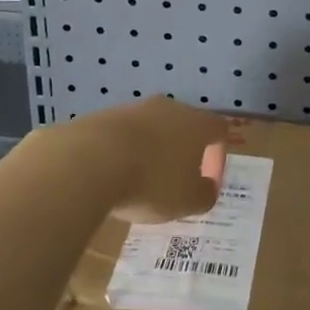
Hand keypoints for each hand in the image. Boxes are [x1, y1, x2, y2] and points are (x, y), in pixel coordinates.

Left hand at [33, 96, 226, 223]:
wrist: (90, 160)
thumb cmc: (151, 181)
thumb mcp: (187, 201)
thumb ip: (205, 195)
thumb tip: (207, 187)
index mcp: (196, 123)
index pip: (219, 129)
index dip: (218, 156)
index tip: (206, 183)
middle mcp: (168, 108)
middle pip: (184, 126)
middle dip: (182, 153)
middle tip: (174, 184)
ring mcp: (134, 109)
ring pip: (152, 129)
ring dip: (152, 153)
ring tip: (140, 184)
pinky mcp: (104, 116)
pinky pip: (123, 136)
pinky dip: (124, 153)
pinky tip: (114, 177)